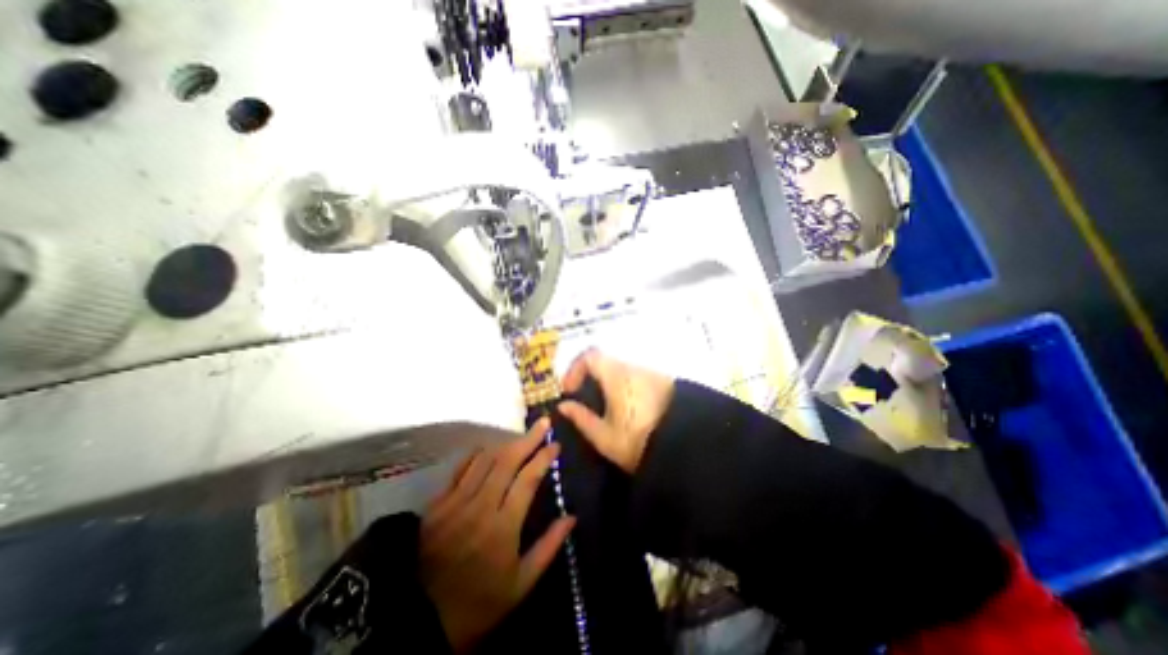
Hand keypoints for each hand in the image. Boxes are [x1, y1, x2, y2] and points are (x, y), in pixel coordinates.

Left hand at [426, 423, 578, 652]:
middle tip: (543, 423)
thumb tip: (571, 517)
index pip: (528, 479)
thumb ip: (548, 547)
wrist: (418, 623)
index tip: (555, 444)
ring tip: (521, 435)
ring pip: (484, 460)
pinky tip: (486, 448)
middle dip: (528, 439)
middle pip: (507, 461)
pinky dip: (475, 455)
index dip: (543, 457)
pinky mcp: (437, 504)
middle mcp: (480, 506)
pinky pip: (459, 469)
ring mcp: (456, 503)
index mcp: (503, 527)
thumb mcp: (520, 585)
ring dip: (505, 443)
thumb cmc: (478, 604)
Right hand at [555, 351, 676, 474]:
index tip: (569, 390)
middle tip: (584, 400)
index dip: (574, 369)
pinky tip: (625, 410)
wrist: (687, 447)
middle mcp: (633, 368)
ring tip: (604, 408)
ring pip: (620, 370)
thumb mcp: (604, 437)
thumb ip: (581, 418)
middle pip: (604, 362)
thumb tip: (564, 406)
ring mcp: (649, 374)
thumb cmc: (639, 441)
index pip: (589, 356)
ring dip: (606, 382)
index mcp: (616, 376)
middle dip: (589, 377)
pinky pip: (634, 377)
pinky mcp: (662, 382)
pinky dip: (622, 386)